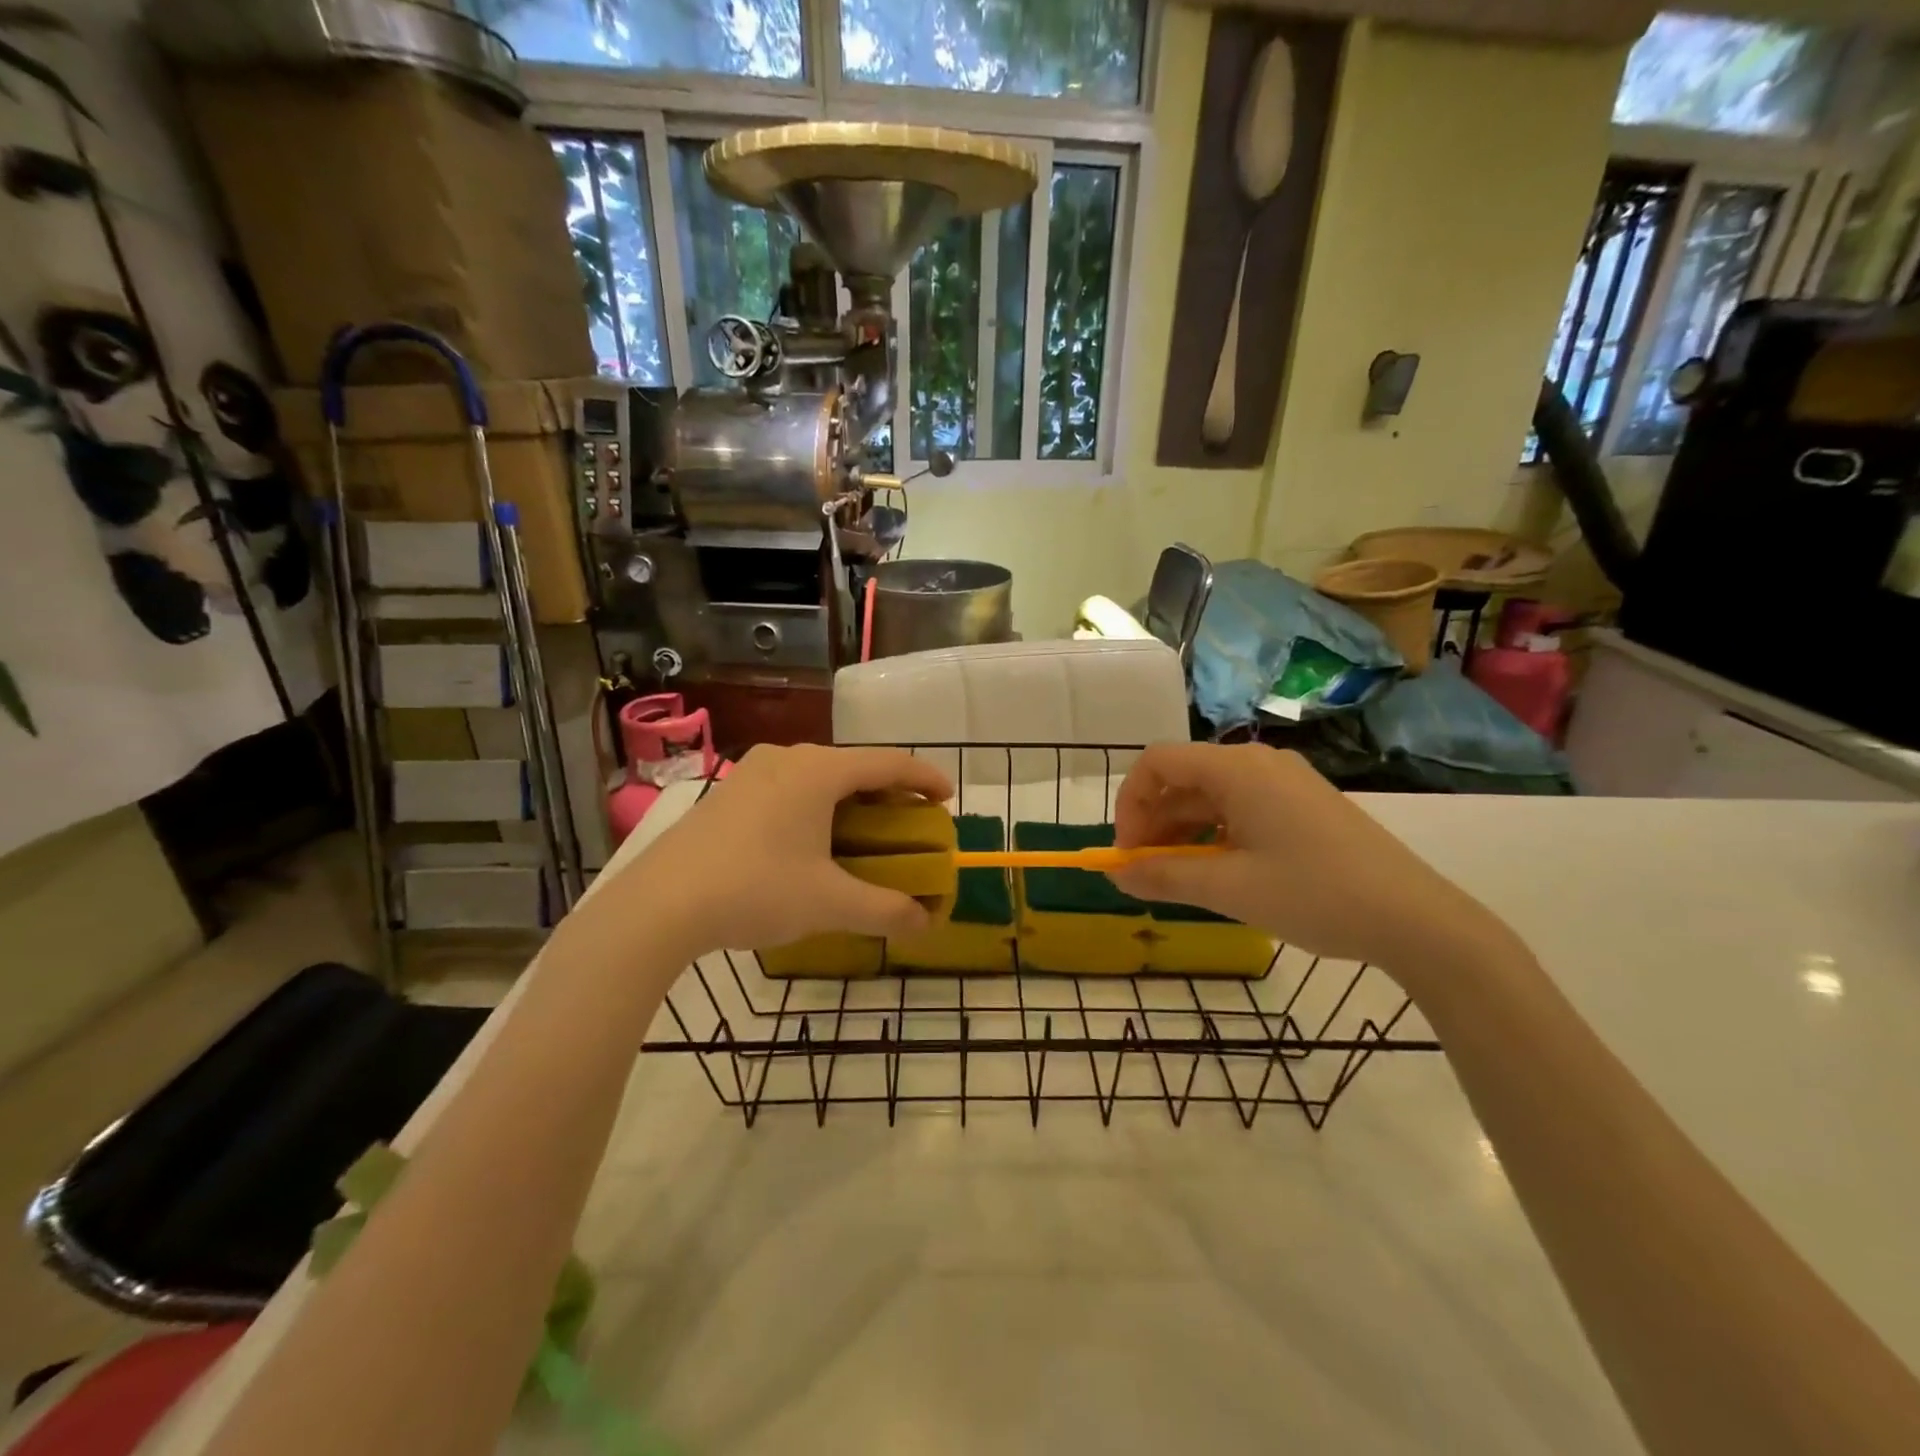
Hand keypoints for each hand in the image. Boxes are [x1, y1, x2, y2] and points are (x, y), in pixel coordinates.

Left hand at [617, 744, 953, 956]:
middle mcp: (788, 759)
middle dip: (889, 794)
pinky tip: (812, 840)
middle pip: (855, 766)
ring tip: (864, 833)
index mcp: (820, 771)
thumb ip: (885, 910)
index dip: (925, 778)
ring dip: (850, 800)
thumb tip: (926, 923)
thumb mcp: (828, 904)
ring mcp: (753, 772)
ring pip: (819, 776)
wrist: (659, 904)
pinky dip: (817, 806)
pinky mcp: (729, 793)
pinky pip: (789, 787)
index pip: (889, 764)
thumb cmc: (755, 890)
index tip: (948, 798)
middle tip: (909, 825)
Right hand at [1108, 743, 1506, 976]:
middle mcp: (1258, 763)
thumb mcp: (1229, 889)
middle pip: (1183, 778)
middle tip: (1145, 872)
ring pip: (1210, 796)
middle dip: (1153, 822)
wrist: (1416, 919)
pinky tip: (1218, 871)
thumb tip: (1115, 874)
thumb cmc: (1314, 895)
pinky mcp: (1302, 804)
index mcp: (1237, 769)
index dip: (1129, 803)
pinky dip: (1214, 834)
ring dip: (1182, 831)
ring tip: (1176, 877)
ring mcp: (1284, 782)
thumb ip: (1164, 876)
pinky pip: (1240, 808)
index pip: (1158, 762)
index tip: (1127, 852)